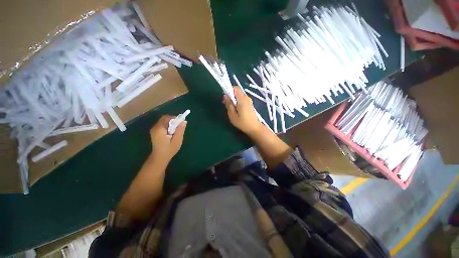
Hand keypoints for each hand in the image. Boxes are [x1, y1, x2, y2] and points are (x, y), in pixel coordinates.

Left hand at [149, 115, 186, 161]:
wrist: (159, 158)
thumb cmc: (169, 150)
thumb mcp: (177, 140)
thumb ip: (180, 130)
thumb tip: (184, 121)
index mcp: (160, 129)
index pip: (167, 118)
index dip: (175, 118)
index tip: (181, 123)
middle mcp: (155, 127)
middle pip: (165, 118)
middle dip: (173, 121)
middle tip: (179, 127)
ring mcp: (154, 129)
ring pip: (164, 121)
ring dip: (171, 124)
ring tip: (176, 131)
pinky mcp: (155, 131)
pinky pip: (163, 125)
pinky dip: (168, 126)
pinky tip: (171, 133)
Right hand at [223, 86, 262, 134]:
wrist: (255, 128)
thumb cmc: (243, 123)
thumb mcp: (232, 115)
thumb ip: (228, 104)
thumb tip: (225, 96)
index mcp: (242, 99)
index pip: (235, 88)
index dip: (229, 90)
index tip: (226, 98)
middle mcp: (246, 98)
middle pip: (237, 92)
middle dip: (231, 96)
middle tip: (227, 105)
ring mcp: (249, 101)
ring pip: (239, 96)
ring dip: (234, 100)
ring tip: (231, 109)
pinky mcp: (250, 104)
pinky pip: (242, 99)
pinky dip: (238, 102)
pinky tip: (237, 110)